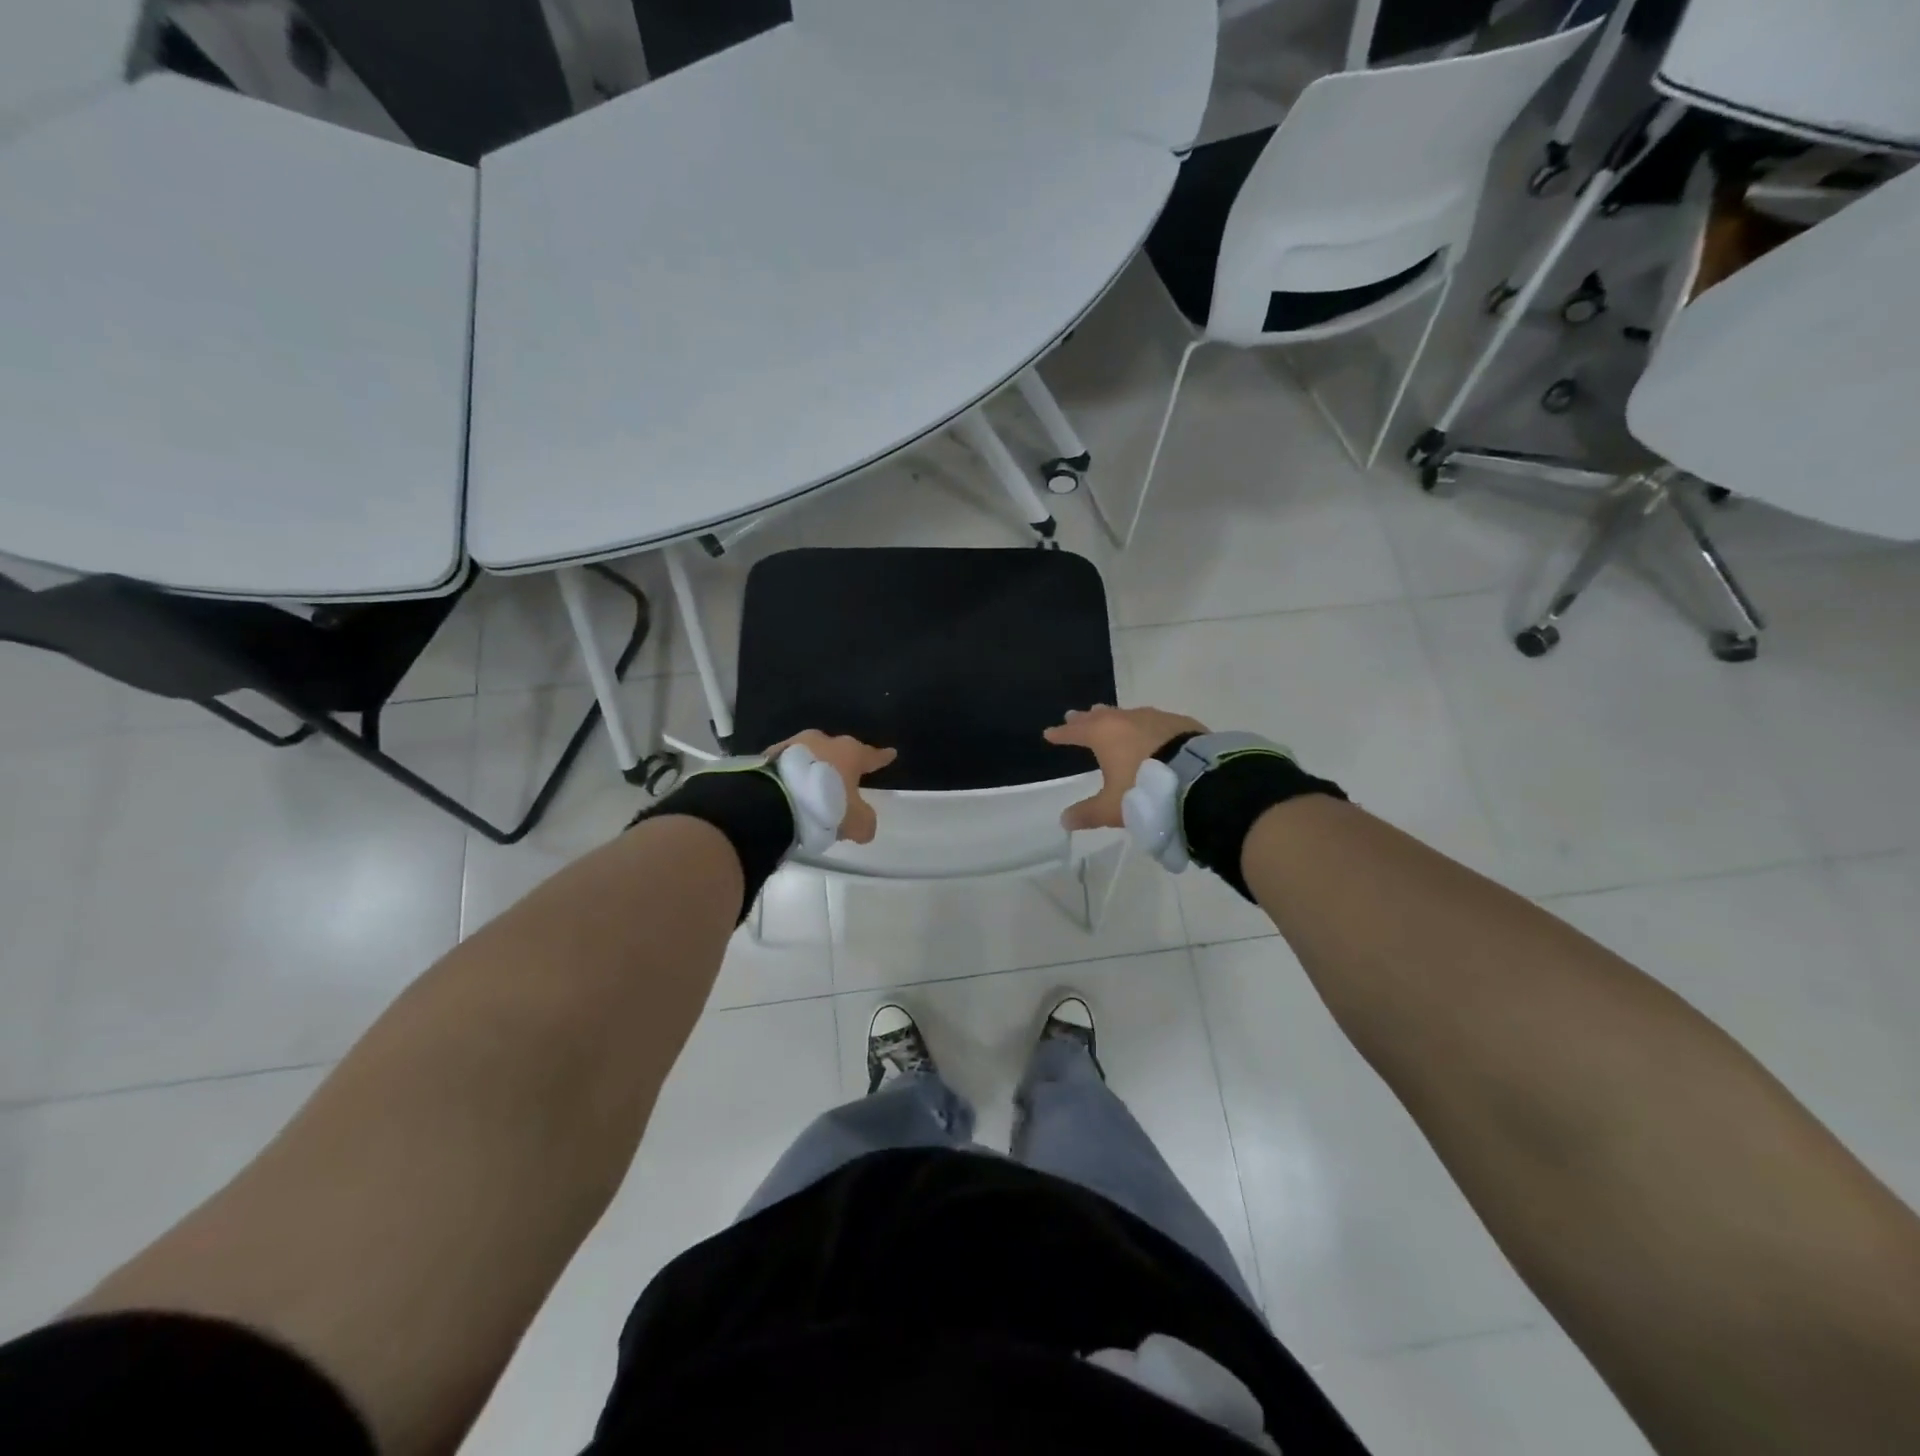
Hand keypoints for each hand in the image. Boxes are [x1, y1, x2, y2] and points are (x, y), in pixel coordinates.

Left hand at [766, 731, 896, 844]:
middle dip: (842, 763)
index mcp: (850, 752)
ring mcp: (794, 745)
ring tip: (813, 787)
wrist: (773, 800)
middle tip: (844, 777)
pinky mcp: (770, 756)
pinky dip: (792, 774)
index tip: (891, 754)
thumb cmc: (825, 805)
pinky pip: (788, 765)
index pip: (871, 755)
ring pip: (811, 754)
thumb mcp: (855, 822)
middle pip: (838, 751)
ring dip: (814, 767)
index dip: (882, 758)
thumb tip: (865, 826)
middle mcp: (824, 741)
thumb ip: (865, 822)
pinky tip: (791, 788)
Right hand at [1044, 705, 1207, 830]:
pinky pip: (1156, 722)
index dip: (1061, 734)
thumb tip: (1064, 820)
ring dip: (1116, 718)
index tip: (1050, 733)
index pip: (1075, 732)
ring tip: (1111, 719)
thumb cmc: (1144, 790)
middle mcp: (1126, 720)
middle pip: (1100, 716)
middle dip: (1086, 718)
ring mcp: (1156, 718)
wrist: (1199, 779)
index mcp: (1104, 735)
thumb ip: (1088, 813)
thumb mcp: (1112, 808)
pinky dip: (1146, 727)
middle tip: (1075, 716)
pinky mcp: (1181, 723)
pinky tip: (1152, 732)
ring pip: (1128, 715)